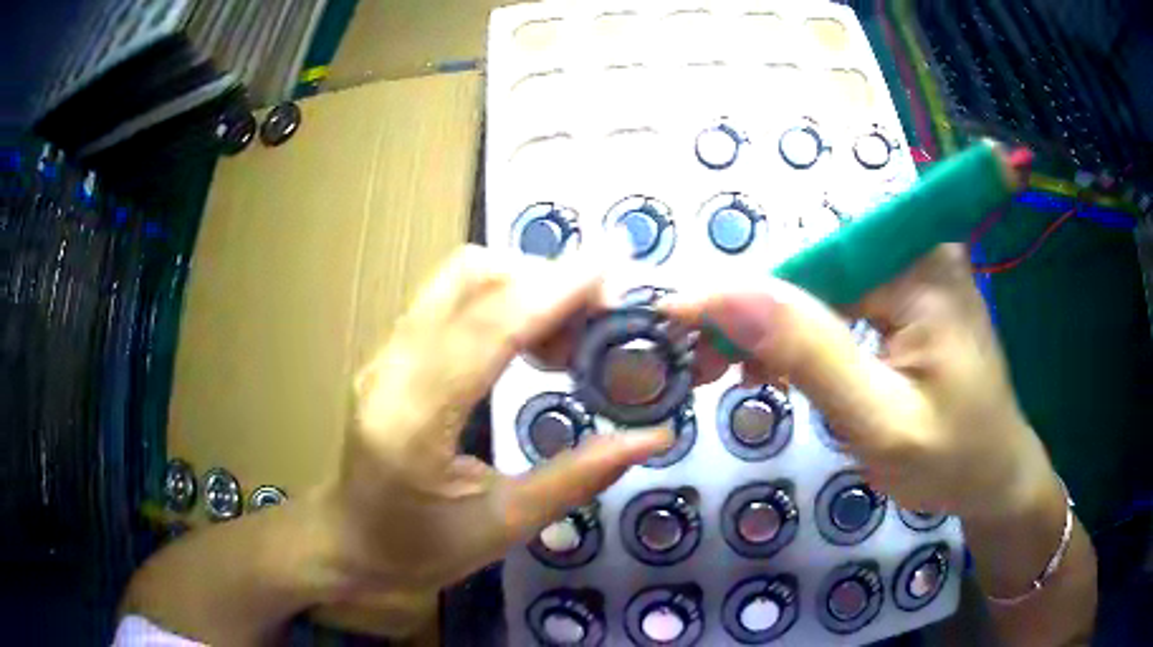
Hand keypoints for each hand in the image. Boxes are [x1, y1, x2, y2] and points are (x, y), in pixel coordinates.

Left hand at [316, 246, 671, 630]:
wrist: (349, 543)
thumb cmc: (421, 549)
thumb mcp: (504, 526)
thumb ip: (578, 477)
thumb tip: (652, 438)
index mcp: (414, 422)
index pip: (486, 331)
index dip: (551, 293)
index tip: (610, 275)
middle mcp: (391, 371)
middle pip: (466, 279)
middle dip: (540, 277)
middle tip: (598, 312)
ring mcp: (384, 355)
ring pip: (455, 280)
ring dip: (521, 283)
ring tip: (569, 328)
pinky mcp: (388, 353)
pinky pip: (446, 300)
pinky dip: (498, 298)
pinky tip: (529, 336)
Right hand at [666, 243, 1055, 519]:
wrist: (996, 477)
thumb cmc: (951, 461)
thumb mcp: (880, 422)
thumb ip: (810, 356)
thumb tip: (726, 294)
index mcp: (922, 267)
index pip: (814, 263)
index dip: (744, 294)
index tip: (680, 326)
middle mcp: (919, 250)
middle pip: (818, 270)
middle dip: (759, 317)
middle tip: (708, 368)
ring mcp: (916, 271)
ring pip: (825, 287)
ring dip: (780, 330)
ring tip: (745, 376)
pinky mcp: (911, 296)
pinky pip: (846, 302)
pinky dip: (810, 336)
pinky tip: (788, 368)